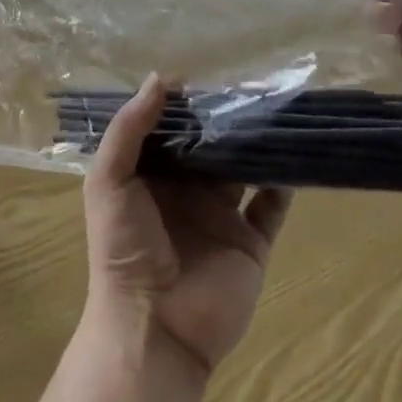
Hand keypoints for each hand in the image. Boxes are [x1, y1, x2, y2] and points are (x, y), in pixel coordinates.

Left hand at [81, 75, 290, 378]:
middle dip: (223, 120)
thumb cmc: (122, 247)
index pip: (168, 129)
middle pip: (208, 146)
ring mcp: (220, 216)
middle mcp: (185, 191)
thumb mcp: (109, 179)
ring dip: (255, 145)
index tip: (203, 76)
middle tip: (249, 86)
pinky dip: (283, 185)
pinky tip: (292, 158)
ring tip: (275, 112)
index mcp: (148, 175)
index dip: (182, 105)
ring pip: (242, 170)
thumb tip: (160, 78)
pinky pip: (271, 209)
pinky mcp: (249, 243)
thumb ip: (129, 128)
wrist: (154, 326)